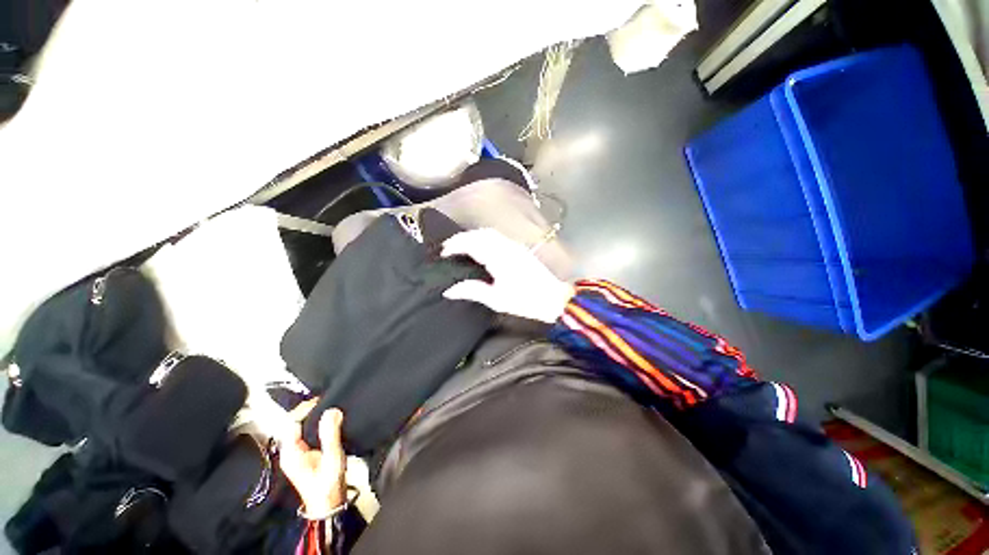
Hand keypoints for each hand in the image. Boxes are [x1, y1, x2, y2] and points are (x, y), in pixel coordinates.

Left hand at [279, 400, 346, 517]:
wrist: (329, 505)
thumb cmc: (328, 483)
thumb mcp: (332, 457)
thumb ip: (330, 434)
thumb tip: (331, 410)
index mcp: (291, 452)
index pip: (292, 422)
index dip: (305, 408)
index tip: (323, 398)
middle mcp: (290, 451)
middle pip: (296, 424)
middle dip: (311, 411)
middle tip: (330, 399)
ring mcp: (297, 454)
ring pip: (303, 428)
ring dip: (315, 417)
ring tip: (332, 406)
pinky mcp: (306, 455)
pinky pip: (309, 434)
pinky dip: (318, 425)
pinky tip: (330, 421)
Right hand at [442, 229, 574, 322]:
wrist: (553, 298)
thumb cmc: (525, 301)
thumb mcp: (496, 300)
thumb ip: (472, 291)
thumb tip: (449, 290)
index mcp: (499, 258)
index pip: (472, 243)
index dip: (455, 245)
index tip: (443, 253)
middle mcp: (506, 247)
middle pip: (479, 234)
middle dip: (461, 238)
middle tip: (448, 248)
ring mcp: (514, 246)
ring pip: (489, 232)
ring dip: (472, 235)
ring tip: (460, 246)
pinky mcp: (519, 248)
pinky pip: (497, 236)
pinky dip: (483, 237)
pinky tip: (479, 246)